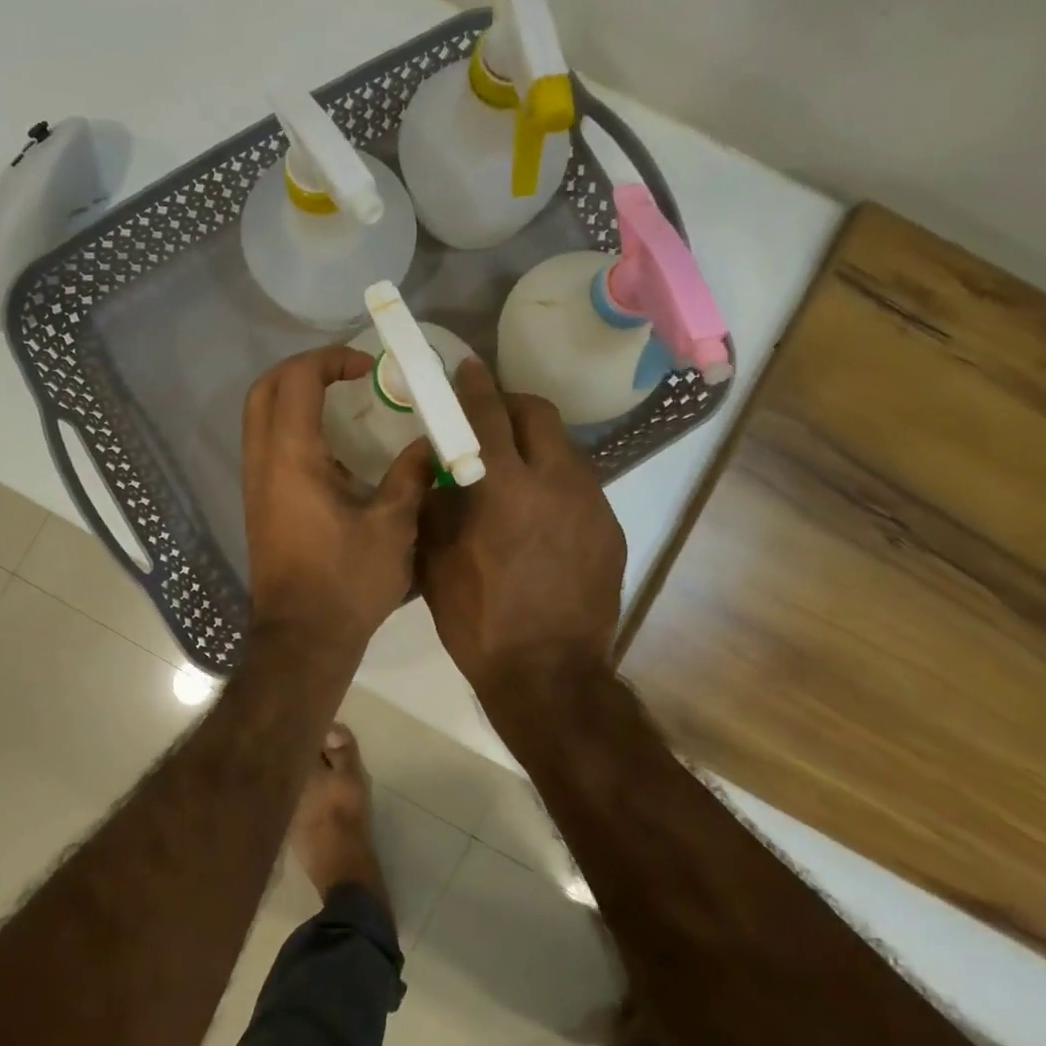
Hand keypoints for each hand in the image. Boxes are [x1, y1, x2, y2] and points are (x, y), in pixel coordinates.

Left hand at [243, 346, 436, 656]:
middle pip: (265, 389)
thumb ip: (411, 476)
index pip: (297, 380)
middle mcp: (263, 462)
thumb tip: (429, 443)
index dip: (331, 359)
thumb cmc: (347, 582)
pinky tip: (335, 448)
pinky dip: (293, 426)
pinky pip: (267, 443)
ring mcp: (256, 483)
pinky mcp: (260, 503)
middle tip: (348, 374)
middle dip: (304, 368)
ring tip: (344, 404)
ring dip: (296, 397)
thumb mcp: (392, 527)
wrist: (302, 638)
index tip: (368, 367)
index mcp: (292, 458)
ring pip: (260, 416)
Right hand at [418, 360, 624, 696]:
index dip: (474, 387)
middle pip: (539, 414)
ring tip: (514, 471)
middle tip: (489, 419)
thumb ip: (435, 507)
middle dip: (511, 404)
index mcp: (506, 489)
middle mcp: (556, 482)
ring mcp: (591, 504)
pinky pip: (580, 484)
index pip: (488, 415)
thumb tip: (436, 472)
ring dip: (536, 444)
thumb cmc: (481, 622)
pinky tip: (539, 514)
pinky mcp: (610, 528)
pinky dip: (555, 481)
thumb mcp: (438, 565)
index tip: (466, 369)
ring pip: (564, 447)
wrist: (550, 676)